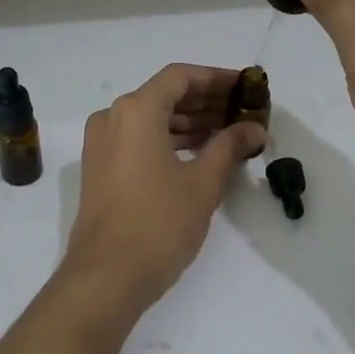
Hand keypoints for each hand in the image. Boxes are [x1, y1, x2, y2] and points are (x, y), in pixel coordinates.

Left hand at [60, 64, 265, 317]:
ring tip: (227, 133)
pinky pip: (137, 139)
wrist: (106, 276)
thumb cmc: (159, 223)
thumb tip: (254, 128)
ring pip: (150, 119)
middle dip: (205, 102)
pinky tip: (198, 153)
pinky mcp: (100, 168)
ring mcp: (101, 144)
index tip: (245, 87)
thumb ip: (229, 146)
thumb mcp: (202, 183)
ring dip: (188, 122)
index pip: (180, 77)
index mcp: (136, 111)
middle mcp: (113, 118)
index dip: (216, 79)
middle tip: (242, 111)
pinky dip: (167, 140)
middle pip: (164, 95)